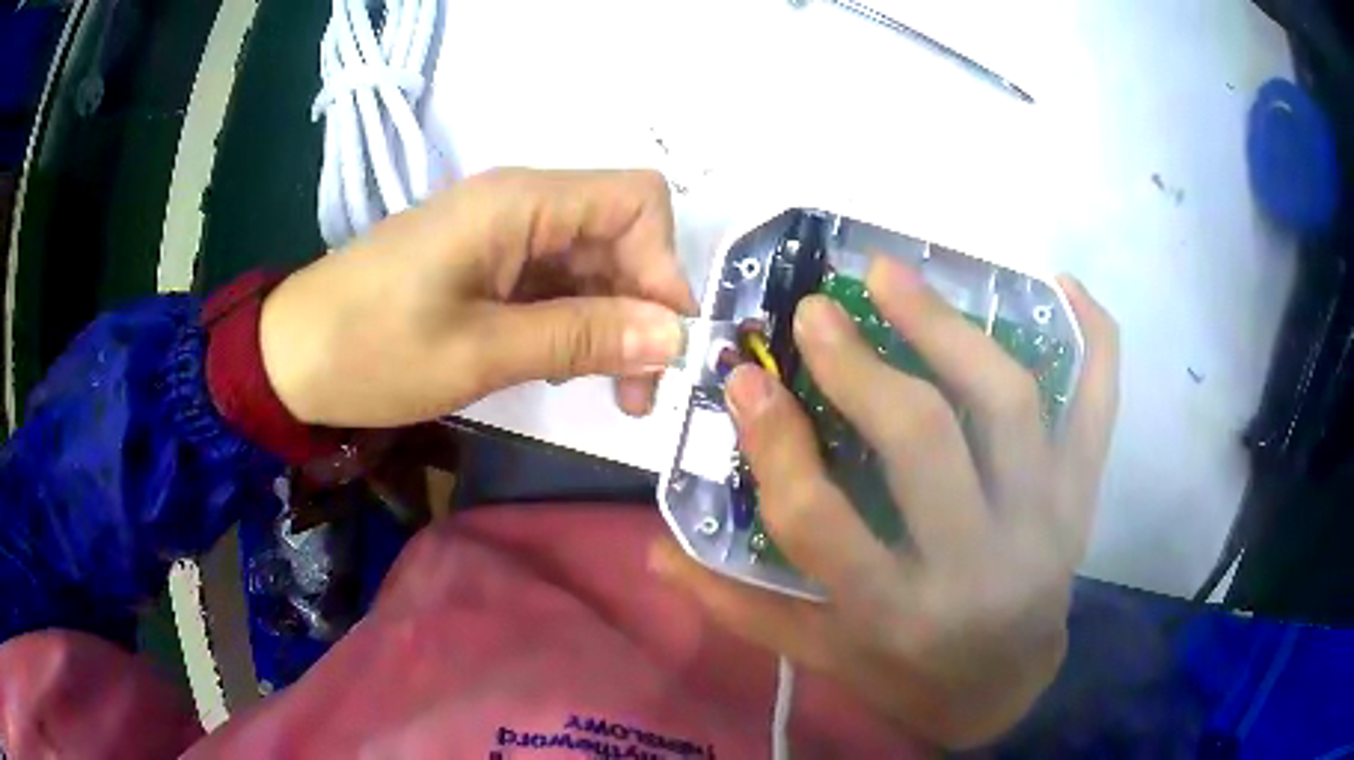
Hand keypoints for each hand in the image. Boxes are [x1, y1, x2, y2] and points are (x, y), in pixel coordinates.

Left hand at [260, 169, 695, 427]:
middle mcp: (519, 203)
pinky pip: (552, 280)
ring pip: (590, 261)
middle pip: (618, 233)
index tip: (660, 341)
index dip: (662, 265)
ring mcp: (500, 233)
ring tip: (604, 389)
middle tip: (637, 390)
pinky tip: (558, 365)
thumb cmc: (372, 350)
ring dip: (609, 321)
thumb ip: (581, 337)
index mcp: (519, 203)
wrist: (288, 357)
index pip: (637, 200)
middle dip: (640, 305)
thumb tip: (675, 336)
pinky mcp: (483, 261)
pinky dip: (571, 321)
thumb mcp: (480, 352)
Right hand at [649, 258, 1119, 748]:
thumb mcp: (820, 656)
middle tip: (818, 310)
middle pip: (922, 442)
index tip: (744, 378)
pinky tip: (1060, 283)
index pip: (819, 520)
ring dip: (950, 328)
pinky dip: (1093, 339)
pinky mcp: (1084, 499)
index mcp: (895, 614)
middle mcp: (977, 566)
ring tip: (894, 277)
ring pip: (1008, 404)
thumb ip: (738, 606)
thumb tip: (654, 550)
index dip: (773, 442)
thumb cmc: (907, 676)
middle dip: (858, 366)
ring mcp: (1045, 523)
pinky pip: (1101, 406)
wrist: (1007, 689)